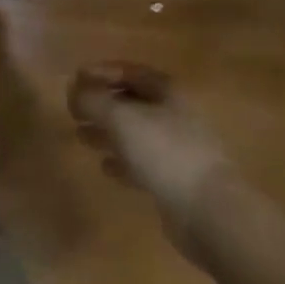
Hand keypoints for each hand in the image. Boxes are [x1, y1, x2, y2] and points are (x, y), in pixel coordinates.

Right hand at [69, 62, 233, 244]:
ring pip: (136, 133)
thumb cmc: (165, 152)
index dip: (102, 72)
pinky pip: (143, 163)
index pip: (131, 71)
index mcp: (168, 92)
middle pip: (133, 102)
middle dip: (102, 104)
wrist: (209, 212)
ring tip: (81, 137)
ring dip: (108, 133)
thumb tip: (75, 90)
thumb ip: (93, 100)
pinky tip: (106, 167)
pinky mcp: (176, 180)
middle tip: (74, 111)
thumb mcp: (121, 118)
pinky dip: (123, 161)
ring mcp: (178, 149)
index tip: (76, 79)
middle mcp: (175, 115)